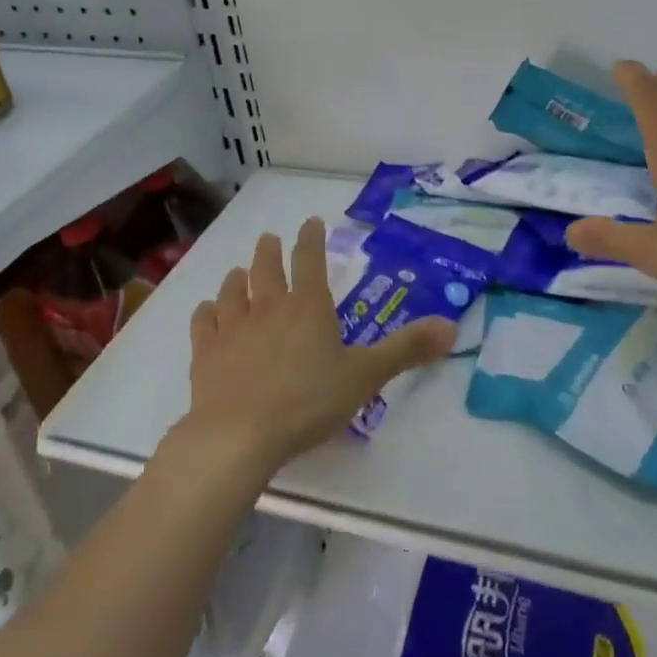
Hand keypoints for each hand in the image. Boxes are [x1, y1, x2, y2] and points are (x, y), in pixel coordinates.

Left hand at [181, 217, 455, 472]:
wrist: (239, 434)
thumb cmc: (308, 402)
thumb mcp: (366, 376)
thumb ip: (406, 350)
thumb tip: (451, 327)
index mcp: (308, 308)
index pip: (311, 261)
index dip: (312, 239)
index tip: (311, 222)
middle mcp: (269, 307)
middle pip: (266, 268)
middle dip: (270, 251)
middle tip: (269, 239)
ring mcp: (233, 327)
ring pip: (232, 290)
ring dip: (237, 278)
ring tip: (238, 272)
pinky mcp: (206, 352)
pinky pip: (205, 322)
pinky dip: (207, 312)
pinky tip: (208, 311)